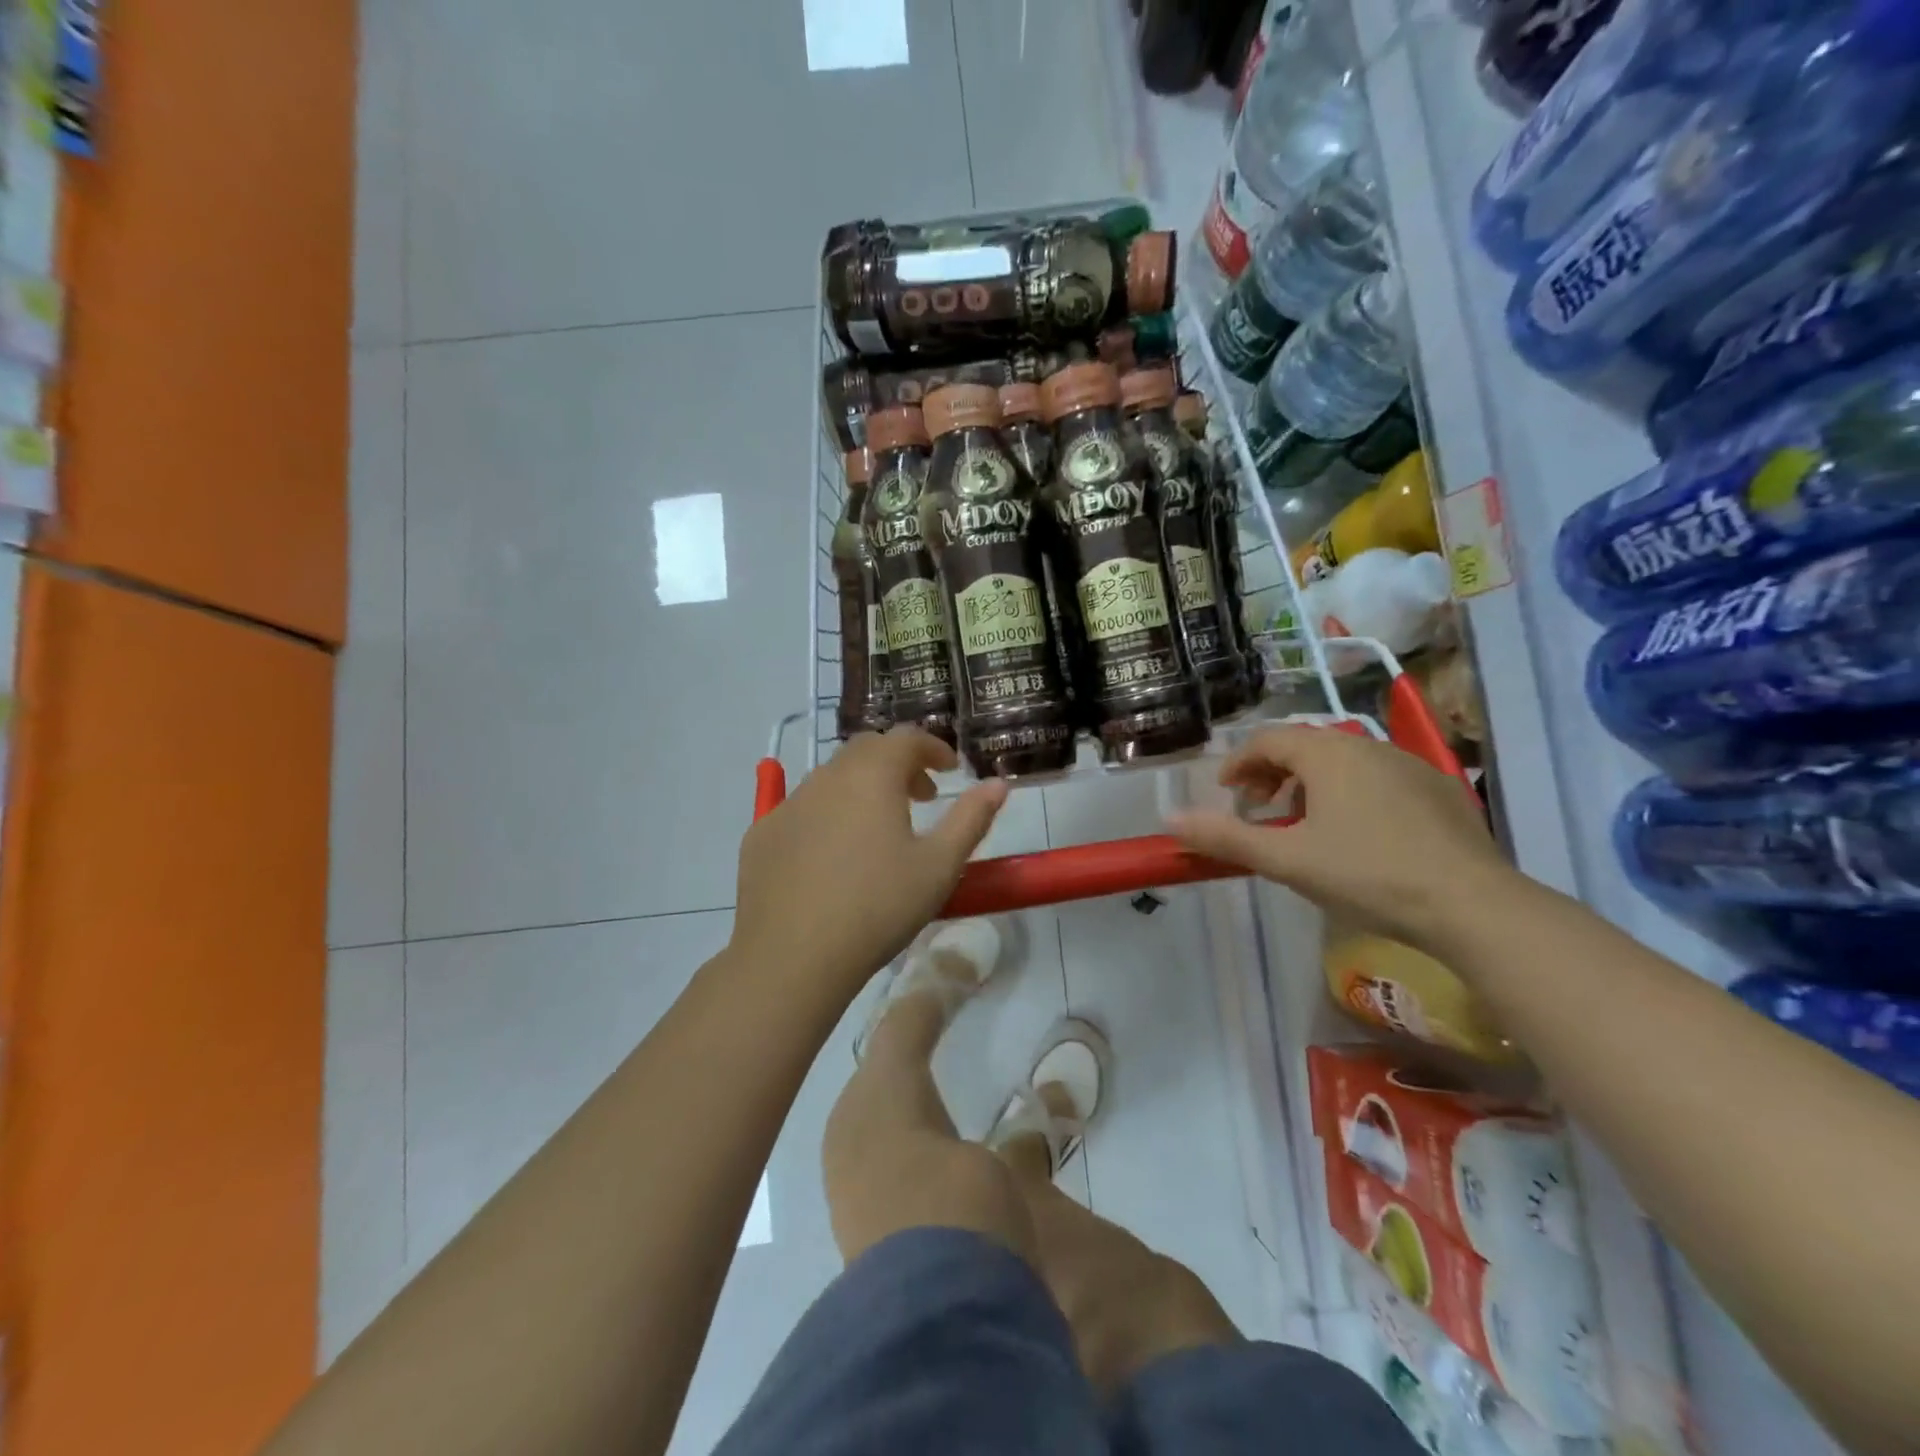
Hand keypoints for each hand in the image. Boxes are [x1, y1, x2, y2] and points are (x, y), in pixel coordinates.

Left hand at [732, 729, 1007, 999]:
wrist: (792, 958)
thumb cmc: (878, 907)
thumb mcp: (939, 866)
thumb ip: (972, 818)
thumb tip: (998, 784)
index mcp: (872, 775)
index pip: (906, 738)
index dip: (933, 748)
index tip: (950, 770)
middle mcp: (827, 776)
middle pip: (867, 750)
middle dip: (898, 763)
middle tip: (921, 797)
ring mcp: (788, 804)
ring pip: (832, 777)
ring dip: (862, 787)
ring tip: (880, 828)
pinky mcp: (761, 834)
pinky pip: (802, 808)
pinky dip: (827, 814)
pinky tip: (833, 856)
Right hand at [1165, 725, 1511, 949]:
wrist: (1471, 904)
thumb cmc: (1366, 874)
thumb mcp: (1286, 859)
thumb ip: (1225, 837)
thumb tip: (1170, 819)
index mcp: (1327, 754)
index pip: (1268, 739)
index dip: (1239, 763)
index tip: (1227, 793)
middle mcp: (1367, 746)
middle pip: (1305, 746)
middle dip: (1273, 774)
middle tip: (1259, 810)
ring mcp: (1409, 765)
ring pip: (1343, 761)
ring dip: (1310, 785)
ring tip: (1303, 826)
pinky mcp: (1439, 789)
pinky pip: (1378, 778)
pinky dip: (1351, 794)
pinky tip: (1358, 836)